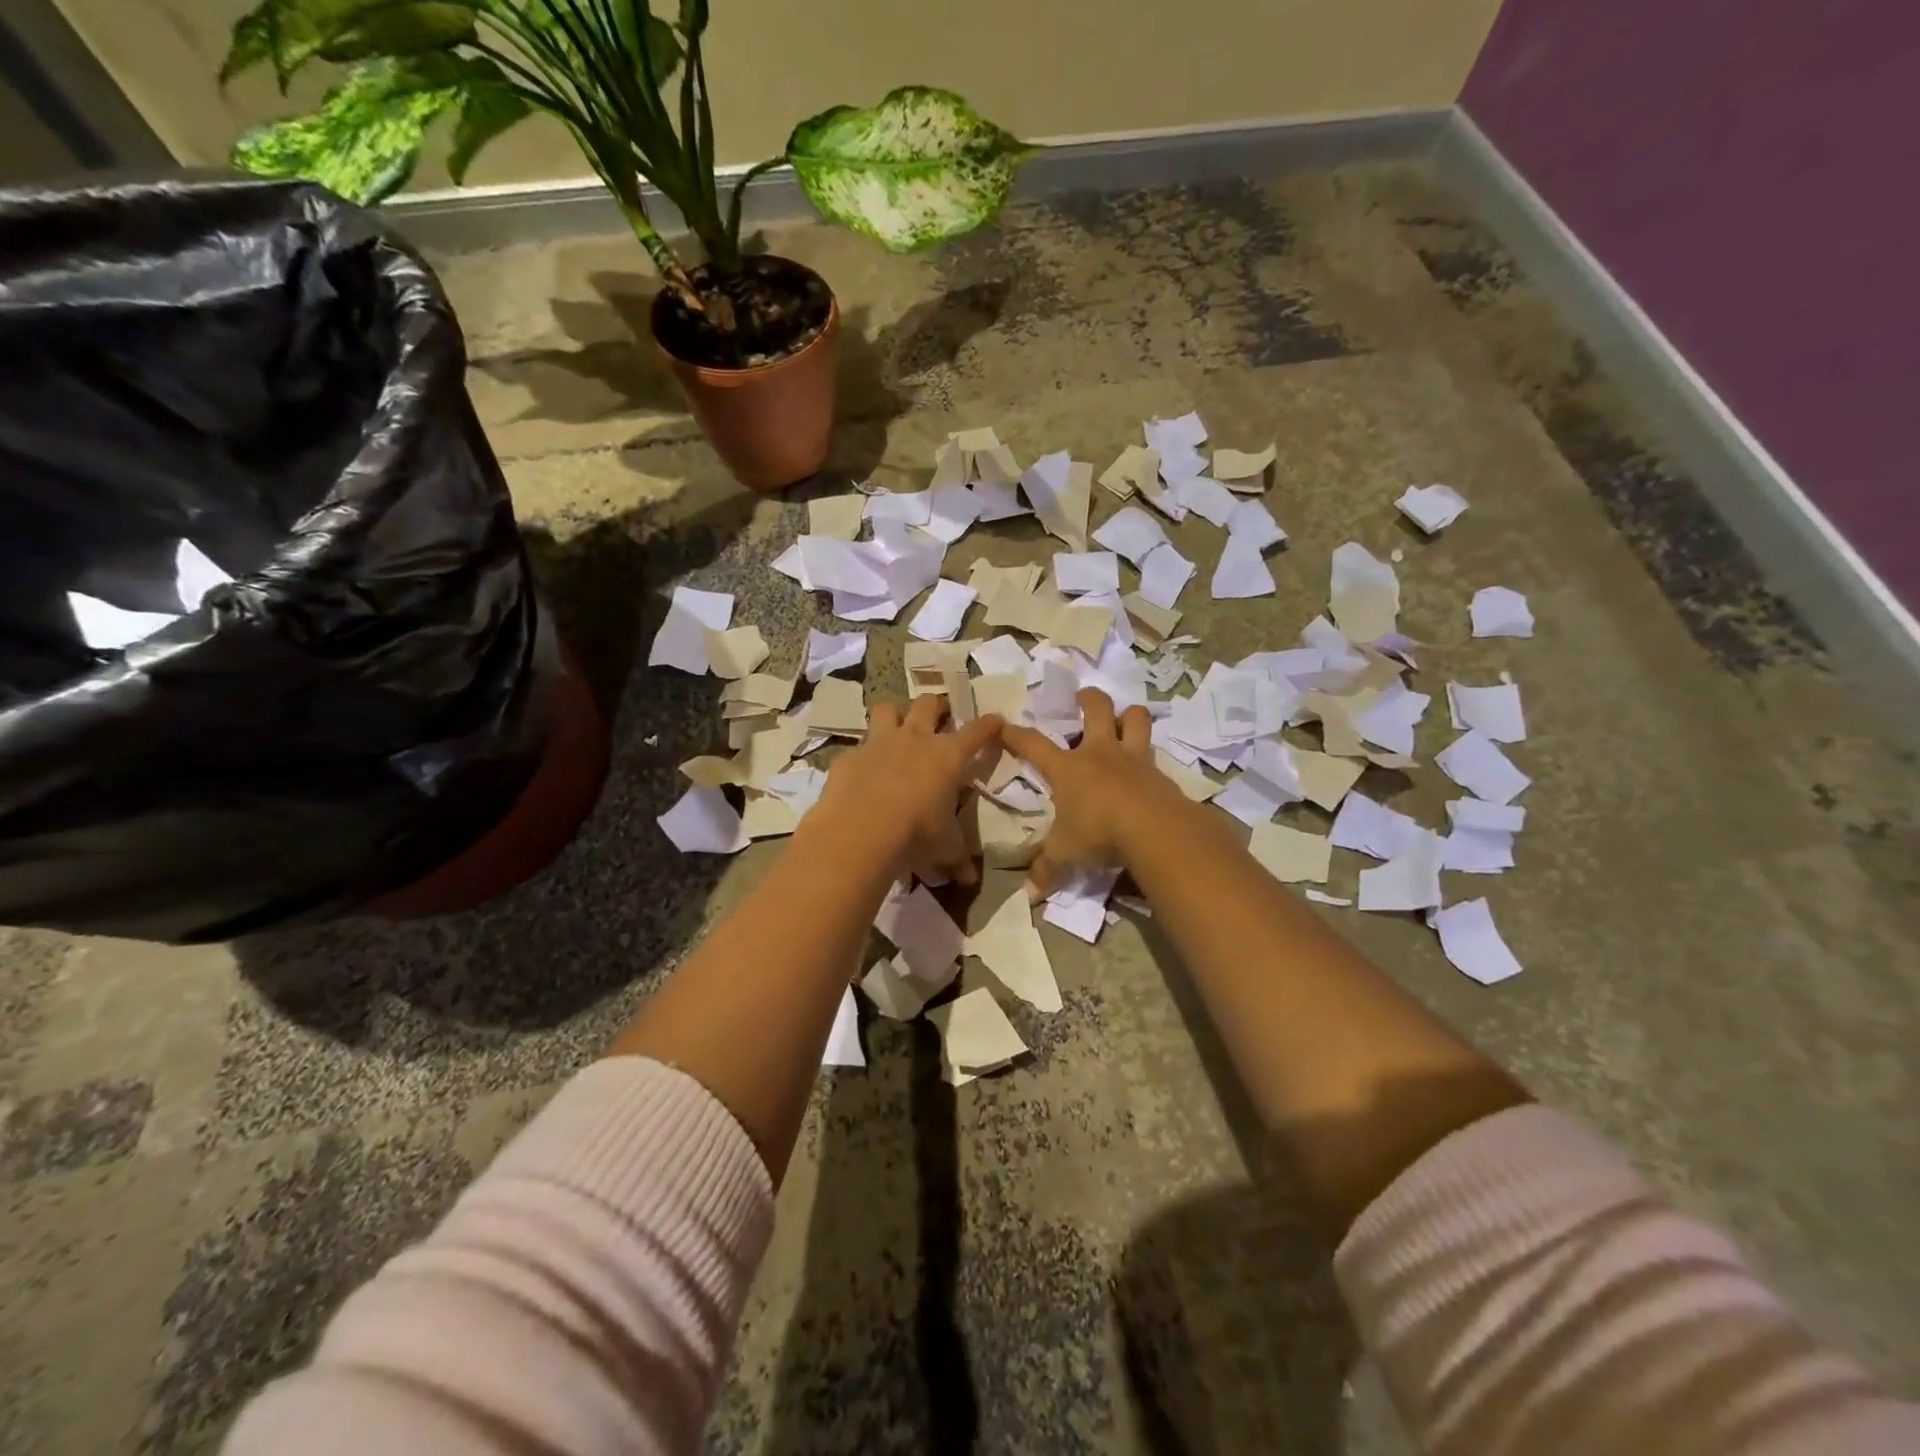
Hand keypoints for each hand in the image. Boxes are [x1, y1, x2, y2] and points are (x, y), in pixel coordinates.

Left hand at [808, 694, 1002, 883]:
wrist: (860, 831)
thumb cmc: (916, 834)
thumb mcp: (944, 848)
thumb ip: (957, 857)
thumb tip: (970, 878)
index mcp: (948, 756)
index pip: (976, 732)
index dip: (988, 725)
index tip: (995, 720)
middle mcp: (915, 739)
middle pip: (929, 704)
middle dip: (937, 705)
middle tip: (940, 714)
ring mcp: (879, 743)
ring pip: (888, 708)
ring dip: (895, 714)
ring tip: (898, 726)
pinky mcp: (849, 757)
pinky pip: (857, 747)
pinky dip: (862, 756)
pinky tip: (862, 772)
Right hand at [1000, 689, 1190, 894]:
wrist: (1155, 830)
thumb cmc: (1098, 832)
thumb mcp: (1066, 854)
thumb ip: (1047, 869)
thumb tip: (1030, 894)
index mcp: (1068, 767)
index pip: (1033, 744)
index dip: (1016, 734)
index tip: (1004, 726)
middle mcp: (1100, 753)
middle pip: (1096, 709)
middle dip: (1088, 698)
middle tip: (1083, 698)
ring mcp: (1134, 759)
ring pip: (1136, 719)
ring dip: (1130, 715)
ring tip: (1125, 718)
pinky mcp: (1160, 773)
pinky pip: (1155, 755)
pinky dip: (1150, 756)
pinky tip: (1148, 770)